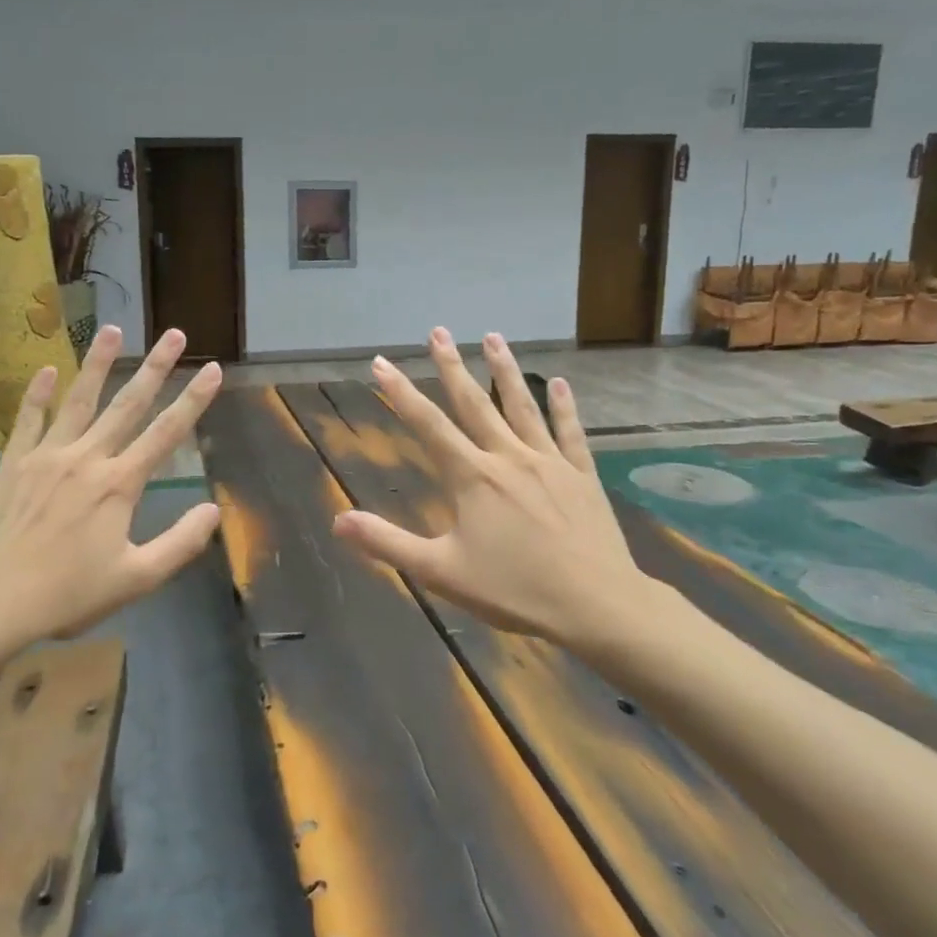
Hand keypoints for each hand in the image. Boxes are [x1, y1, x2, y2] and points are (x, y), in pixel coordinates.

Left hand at [0, 324, 222, 645]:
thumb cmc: (68, 594)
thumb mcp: (137, 579)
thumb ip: (180, 543)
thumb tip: (214, 510)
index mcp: (119, 484)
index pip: (167, 433)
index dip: (194, 400)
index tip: (213, 369)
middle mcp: (87, 458)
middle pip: (128, 404)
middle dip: (156, 367)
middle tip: (174, 334)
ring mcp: (47, 455)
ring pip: (79, 400)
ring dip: (98, 363)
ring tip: (112, 329)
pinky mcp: (14, 463)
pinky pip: (28, 419)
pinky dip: (37, 394)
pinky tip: (45, 369)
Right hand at [331, 328, 675, 655]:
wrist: (597, 605)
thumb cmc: (515, 590)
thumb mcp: (441, 572)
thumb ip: (388, 543)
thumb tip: (338, 520)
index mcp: (473, 478)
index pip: (428, 425)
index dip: (401, 393)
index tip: (382, 362)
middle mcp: (508, 457)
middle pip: (474, 403)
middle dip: (451, 366)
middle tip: (438, 332)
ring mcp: (549, 462)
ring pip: (521, 406)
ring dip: (505, 369)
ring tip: (493, 336)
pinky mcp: (582, 475)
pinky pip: (570, 432)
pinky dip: (563, 406)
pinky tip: (559, 383)